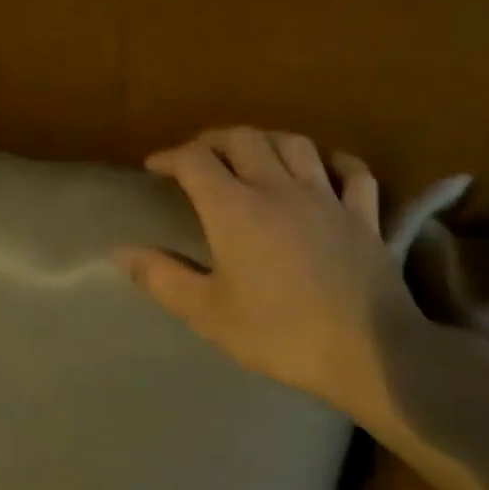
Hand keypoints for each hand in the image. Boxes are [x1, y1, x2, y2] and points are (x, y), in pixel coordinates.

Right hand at [116, 127, 421, 424]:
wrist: (368, 350)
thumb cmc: (279, 334)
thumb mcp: (208, 313)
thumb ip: (162, 278)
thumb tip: (120, 253)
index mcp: (235, 209)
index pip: (195, 161)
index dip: (170, 157)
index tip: (154, 168)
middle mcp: (279, 188)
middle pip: (244, 139)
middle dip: (214, 140)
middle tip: (198, 157)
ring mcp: (327, 197)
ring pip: (295, 144)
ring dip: (267, 141)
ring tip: (254, 155)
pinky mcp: (363, 215)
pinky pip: (352, 173)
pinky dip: (334, 163)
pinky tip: (325, 169)